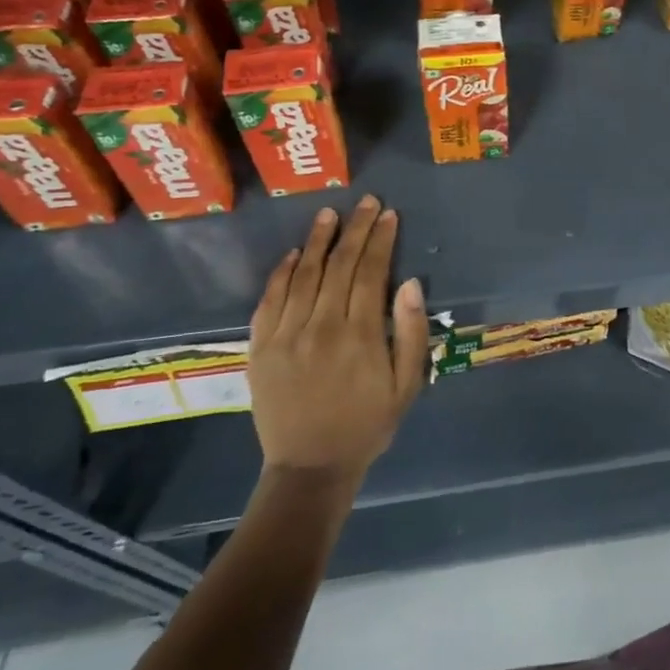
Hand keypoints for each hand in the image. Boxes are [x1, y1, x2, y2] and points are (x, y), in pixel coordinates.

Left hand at [247, 195, 429, 480]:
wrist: (310, 467)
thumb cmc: (368, 423)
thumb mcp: (407, 384)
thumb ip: (410, 332)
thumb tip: (409, 283)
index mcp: (360, 334)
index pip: (371, 271)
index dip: (381, 239)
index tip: (388, 214)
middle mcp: (321, 326)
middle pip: (339, 264)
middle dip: (356, 229)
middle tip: (366, 202)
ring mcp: (285, 335)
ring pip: (303, 275)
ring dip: (318, 241)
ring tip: (329, 214)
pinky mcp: (259, 348)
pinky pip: (269, 300)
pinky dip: (281, 273)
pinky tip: (293, 254)